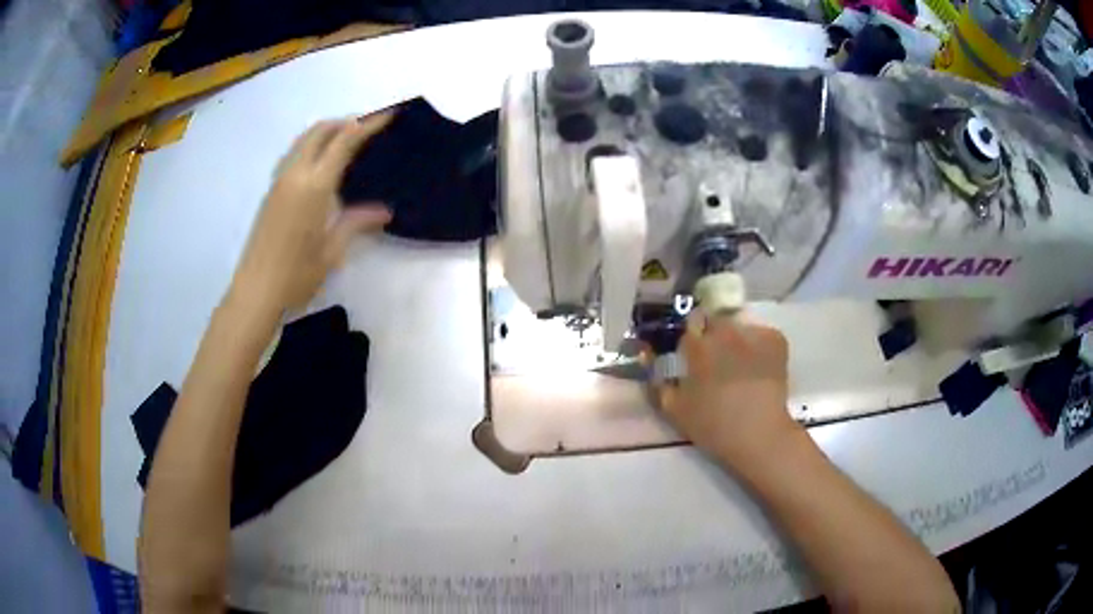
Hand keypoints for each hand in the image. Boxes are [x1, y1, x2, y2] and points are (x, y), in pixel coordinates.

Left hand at [229, 114, 392, 315]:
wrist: (255, 292)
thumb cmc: (296, 276)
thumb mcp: (332, 251)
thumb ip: (356, 223)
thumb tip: (384, 211)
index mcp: (315, 186)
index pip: (345, 141)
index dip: (368, 124)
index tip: (389, 114)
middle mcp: (295, 174)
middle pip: (321, 130)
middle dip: (346, 121)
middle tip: (369, 127)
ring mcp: (279, 181)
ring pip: (304, 139)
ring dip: (327, 130)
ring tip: (347, 139)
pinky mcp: (271, 191)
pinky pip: (293, 153)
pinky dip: (311, 144)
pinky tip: (320, 161)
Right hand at [655, 312, 799, 469]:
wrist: (759, 435)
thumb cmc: (712, 425)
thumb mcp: (673, 409)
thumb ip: (656, 379)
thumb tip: (647, 355)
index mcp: (698, 345)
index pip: (690, 322)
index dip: (691, 338)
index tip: (693, 354)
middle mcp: (725, 331)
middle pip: (715, 320)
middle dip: (713, 335)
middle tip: (716, 361)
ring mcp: (753, 333)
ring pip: (739, 327)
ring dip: (736, 340)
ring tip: (740, 365)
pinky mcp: (776, 340)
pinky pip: (762, 335)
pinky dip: (759, 347)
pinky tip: (759, 368)